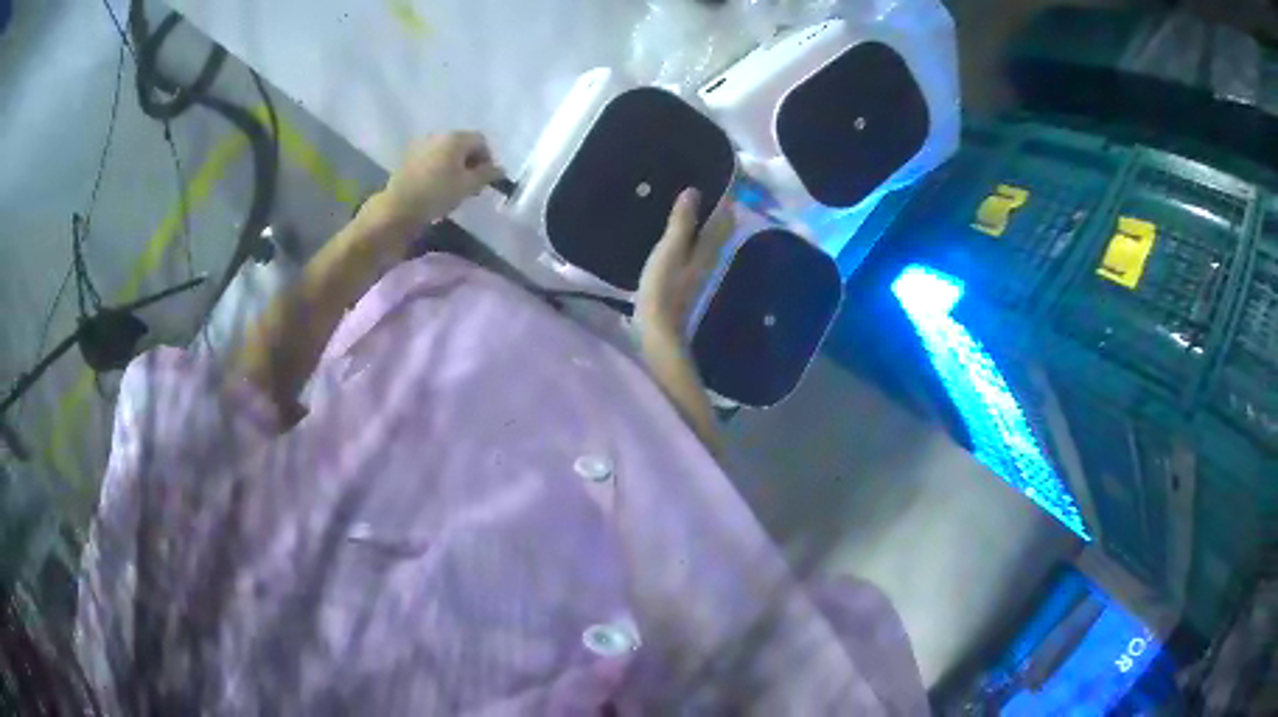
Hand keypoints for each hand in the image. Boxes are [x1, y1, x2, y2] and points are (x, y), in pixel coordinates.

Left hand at [381, 132, 503, 229]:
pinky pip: (432, 159)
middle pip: (462, 144)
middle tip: (472, 184)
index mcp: (455, 138)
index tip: (486, 179)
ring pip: (446, 152)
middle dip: (471, 161)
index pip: (481, 140)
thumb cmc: (437, 194)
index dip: (488, 158)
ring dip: (454, 166)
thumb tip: (500, 170)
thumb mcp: (468, 186)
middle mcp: (438, 136)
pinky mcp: (408, 159)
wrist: (398, 208)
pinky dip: (439, 169)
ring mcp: (421, 146)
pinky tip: (437, 187)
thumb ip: (487, 175)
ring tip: (454, 187)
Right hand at [636, 188, 734, 342]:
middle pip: (721, 227)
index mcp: (710, 246)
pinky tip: (680, 232)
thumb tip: (694, 191)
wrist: (660, 329)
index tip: (717, 177)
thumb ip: (683, 221)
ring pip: (710, 238)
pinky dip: (694, 235)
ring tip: (688, 203)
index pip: (725, 215)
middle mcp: (713, 255)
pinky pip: (697, 249)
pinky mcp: (690, 278)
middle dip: (716, 207)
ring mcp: (702, 269)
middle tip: (703, 186)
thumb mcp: (670, 249)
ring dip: (704, 221)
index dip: (724, 197)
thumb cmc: (663, 286)